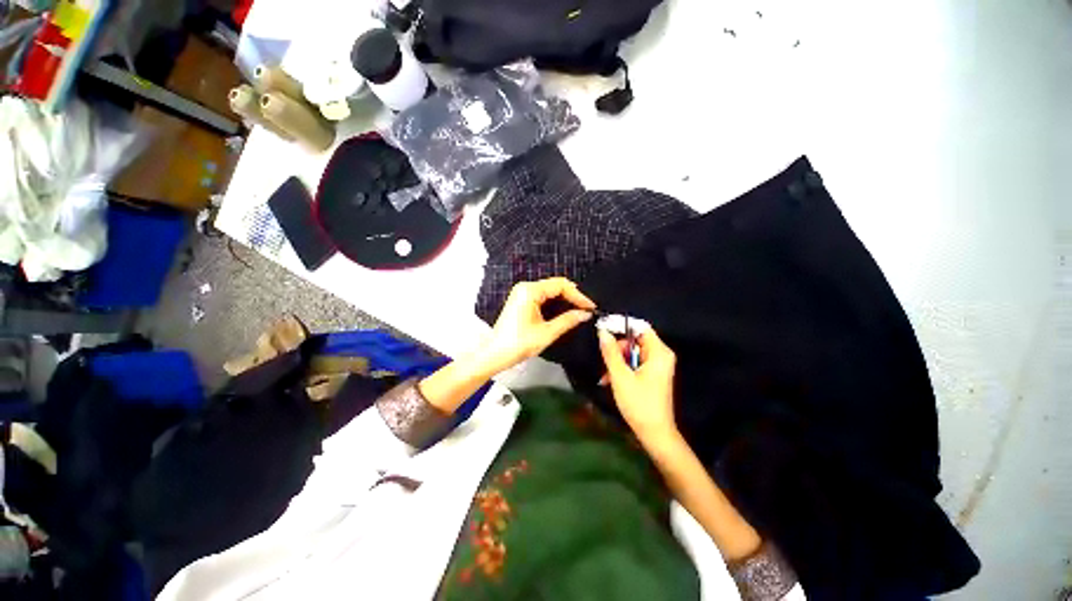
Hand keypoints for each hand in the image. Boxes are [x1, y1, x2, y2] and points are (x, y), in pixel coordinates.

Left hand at [478, 278, 595, 373]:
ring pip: (549, 290)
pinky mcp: (521, 300)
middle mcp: (525, 287)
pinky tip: (564, 310)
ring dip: (564, 298)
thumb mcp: (547, 332)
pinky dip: (555, 302)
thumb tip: (585, 314)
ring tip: (578, 309)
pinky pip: (542, 296)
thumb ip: (568, 320)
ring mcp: (522, 293)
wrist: (496, 354)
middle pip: (555, 285)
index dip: (578, 295)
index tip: (590, 306)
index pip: (560, 286)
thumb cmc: (518, 343)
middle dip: (572, 296)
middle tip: (586, 308)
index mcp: (530, 291)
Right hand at [598, 327, 677, 441]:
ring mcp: (657, 365)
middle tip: (605, 361)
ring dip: (617, 361)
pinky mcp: (653, 374)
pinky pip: (635, 362)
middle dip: (617, 349)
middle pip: (635, 340)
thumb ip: (611, 352)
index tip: (603, 328)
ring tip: (606, 375)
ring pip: (632, 352)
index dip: (621, 325)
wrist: (655, 434)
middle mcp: (661, 355)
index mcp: (658, 352)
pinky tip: (611, 380)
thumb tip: (603, 331)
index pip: (640, 327)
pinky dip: (623, 368)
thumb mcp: (620, 376)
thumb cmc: (639, 403)